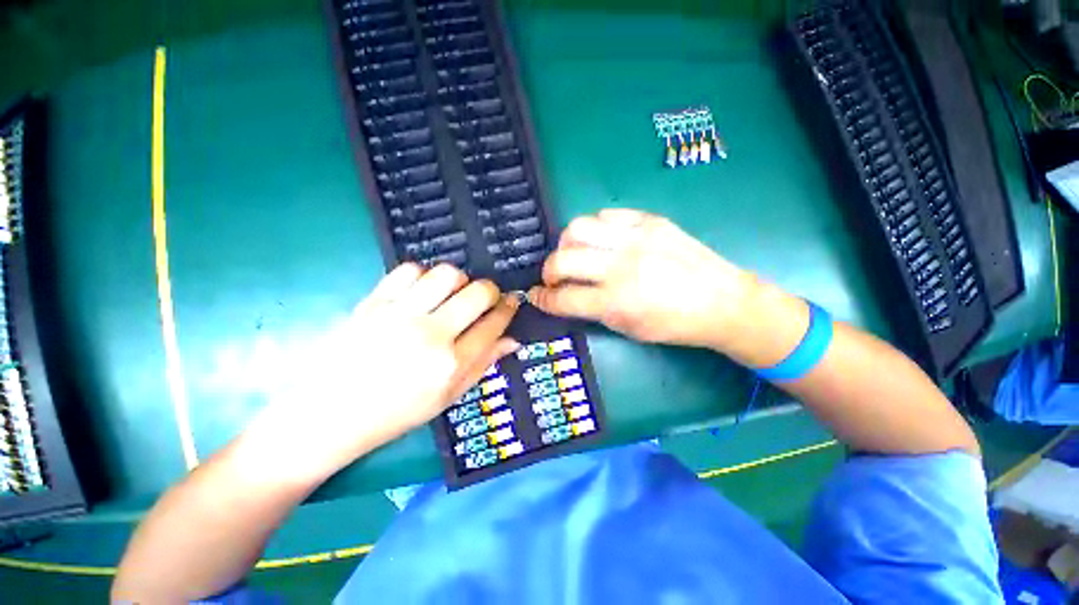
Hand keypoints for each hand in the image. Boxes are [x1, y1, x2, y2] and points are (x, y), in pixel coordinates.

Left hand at [252, 263, 519, 478]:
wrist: (326, 415)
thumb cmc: (393, 414)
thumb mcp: (446, 398)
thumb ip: (482, 365)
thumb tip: (512, 339)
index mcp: (450, 365)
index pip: (493, 324)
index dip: (508, 309)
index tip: (512, 302)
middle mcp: (430, 335)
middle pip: (478, 292)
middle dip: (491, 290)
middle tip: (486, 297)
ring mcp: (399, 315)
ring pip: (447, 274)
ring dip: (459, 280)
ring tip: (452, 293)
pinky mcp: (372, 302)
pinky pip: (408, 270)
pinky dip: (422, 275)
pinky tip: (421, 291)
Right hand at [529, 209, 757, 348]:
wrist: (722, 301)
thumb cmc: (674, 325)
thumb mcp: (628, 328)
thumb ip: (592, 310)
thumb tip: (566, 296)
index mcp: (616, 302)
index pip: (563, 297)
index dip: (542, 298)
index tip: (536, 295)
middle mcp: (620, 266)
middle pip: (562, 259)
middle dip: (548, 270)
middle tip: (555, 277)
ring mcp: (635, 238)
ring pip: (578, 227)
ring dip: (567, 243)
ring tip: (576, 254)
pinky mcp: (650, 220)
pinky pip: (607, 214)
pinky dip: (596, 228)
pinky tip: (602, 239)